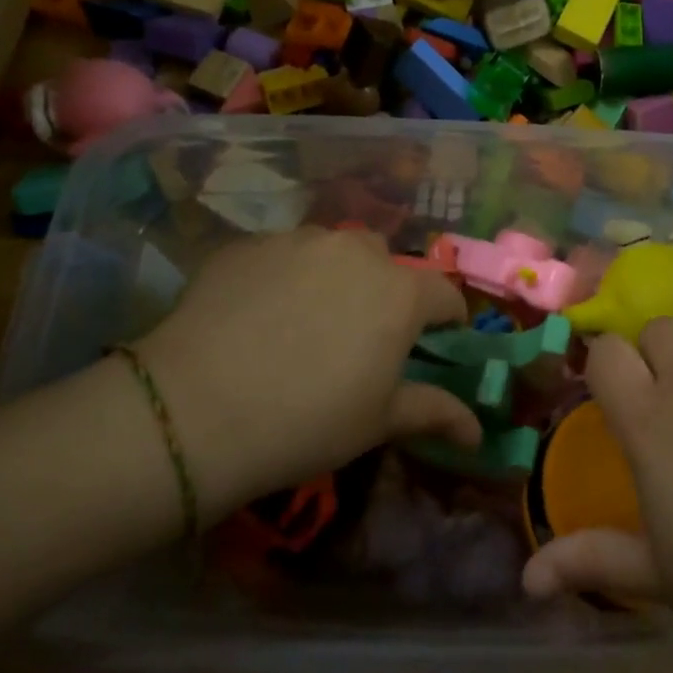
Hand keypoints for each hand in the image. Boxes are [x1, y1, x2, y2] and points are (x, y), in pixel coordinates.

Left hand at [131, 227, 478, 525]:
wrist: (195, 410)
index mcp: (400, 292)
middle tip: (362, 335)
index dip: (447, 319)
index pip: (445, 293)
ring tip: (306, 320)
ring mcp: (297, 241)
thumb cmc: (307, 421)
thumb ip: (434, 412)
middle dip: (386, 291)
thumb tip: (477, 431)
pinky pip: (282, 254)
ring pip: (332, 251)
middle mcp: (355, 251)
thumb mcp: (378, 422)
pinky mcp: (247, 244)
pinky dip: (284, 276)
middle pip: (386, 264)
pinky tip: (258, 314)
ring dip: (334, 277)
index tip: (438, 341)